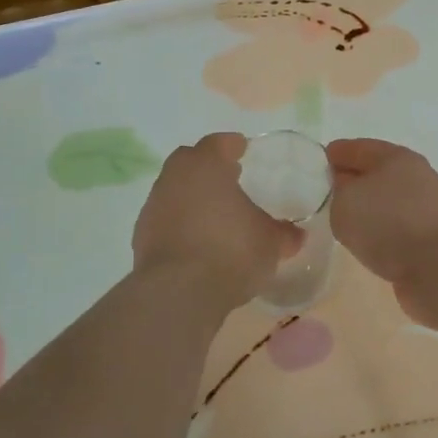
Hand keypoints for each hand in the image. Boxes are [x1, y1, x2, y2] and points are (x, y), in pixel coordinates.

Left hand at [133, 133, 298, 305]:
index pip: (218, 143)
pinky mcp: (141, 238)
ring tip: (215, 216)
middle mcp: (174, 178)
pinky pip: (166, 220)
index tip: (242, 149)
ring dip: (192, 198)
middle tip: (229, 179)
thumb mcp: (270, 243)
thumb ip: (283, 234)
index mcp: (206, 165)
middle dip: (208, 167)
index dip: (232, 145)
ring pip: (174, 191)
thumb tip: (296, 234)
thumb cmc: (231, 251)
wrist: (178, 293)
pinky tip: (198, 243)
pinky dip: (180, 225)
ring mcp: (153, 207)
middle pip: (190, 162)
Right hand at [325, 139, 437, 317]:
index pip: (355, 148)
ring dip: (365, 212)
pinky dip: (379, 236)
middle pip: (372, 175)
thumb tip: (346, 196)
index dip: (331, 155)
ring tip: (339, 224)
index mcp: (394, 157)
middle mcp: (413, 178)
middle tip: (319, 197)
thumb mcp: (346, 202)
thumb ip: (336, 194)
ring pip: (384, 205)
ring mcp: (424, 211)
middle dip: (348, 183)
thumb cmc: (392, 223)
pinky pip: (394, 232)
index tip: (310, 166)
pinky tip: (365, 246)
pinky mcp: (429, 242)